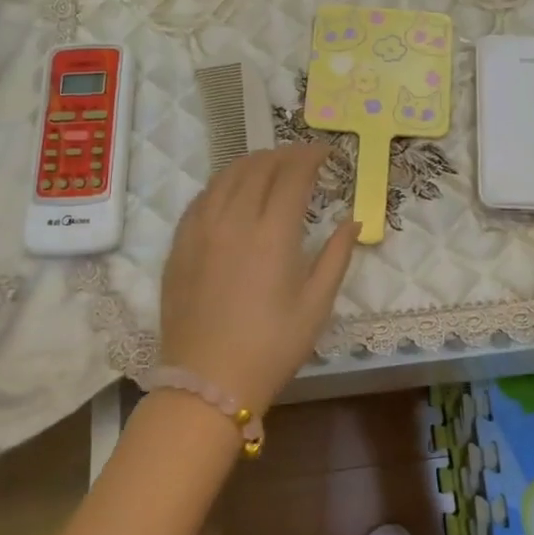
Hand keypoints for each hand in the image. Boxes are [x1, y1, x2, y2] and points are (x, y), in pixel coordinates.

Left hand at [159, 146, 359, 414]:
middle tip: (301, 158)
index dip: (311, 157)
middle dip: (284, 154)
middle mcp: (234, 219)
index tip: (326, 152)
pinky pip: (202, 197)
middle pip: (258, 167)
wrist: (207, 382)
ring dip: (252, 163)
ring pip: (226, 175)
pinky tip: (232, 190)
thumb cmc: (272, 347)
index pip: (293, 175)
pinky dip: (223, 183)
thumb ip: (336, 256)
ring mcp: (201, 229)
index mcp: (273, 233)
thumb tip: (353, 221)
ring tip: (269, 166)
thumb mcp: (316, 305)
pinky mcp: (180, 244)